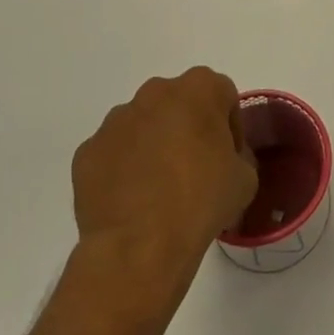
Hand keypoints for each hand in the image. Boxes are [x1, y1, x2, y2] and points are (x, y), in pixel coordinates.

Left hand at [68, 67, 258, 334]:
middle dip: (187, 129)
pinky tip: (131, 201)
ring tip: (158, 190)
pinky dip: (123, 169)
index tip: (227, 158)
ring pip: (143, 125)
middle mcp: (156, 92)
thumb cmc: (201, 202)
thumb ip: (238, 155)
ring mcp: (117, 120)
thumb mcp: (245, 178)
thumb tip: (221, 160)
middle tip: (195, 170)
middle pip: (179, 104)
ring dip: (153, 145)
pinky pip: (114, 153)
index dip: (229, 127)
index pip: (222, 96)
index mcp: (200, 88)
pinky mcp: (88, 150)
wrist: (140, 247)